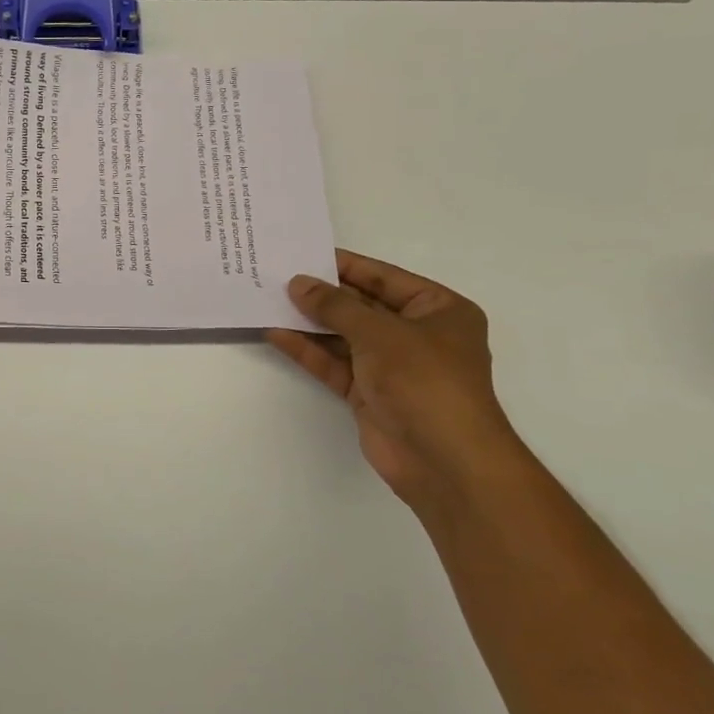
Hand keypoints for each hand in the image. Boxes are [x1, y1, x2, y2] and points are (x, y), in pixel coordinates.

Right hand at [267, 250, 528, 513]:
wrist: (443, 460)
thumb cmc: (425, 380)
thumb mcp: (380, 333)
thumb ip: (335, 306)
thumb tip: (298, 283)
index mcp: (439, 310)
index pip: (385, 278)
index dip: (346, 266)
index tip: (306, 253)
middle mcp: (417, 335)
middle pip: (362, 306)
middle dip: (323, 295)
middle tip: (279, 276)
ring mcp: (391, 366)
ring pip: (344, 336)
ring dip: (310, 322)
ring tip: (269, 301)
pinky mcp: (369, 393)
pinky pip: (334, 363)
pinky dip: (308, 350)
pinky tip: (276, 333)